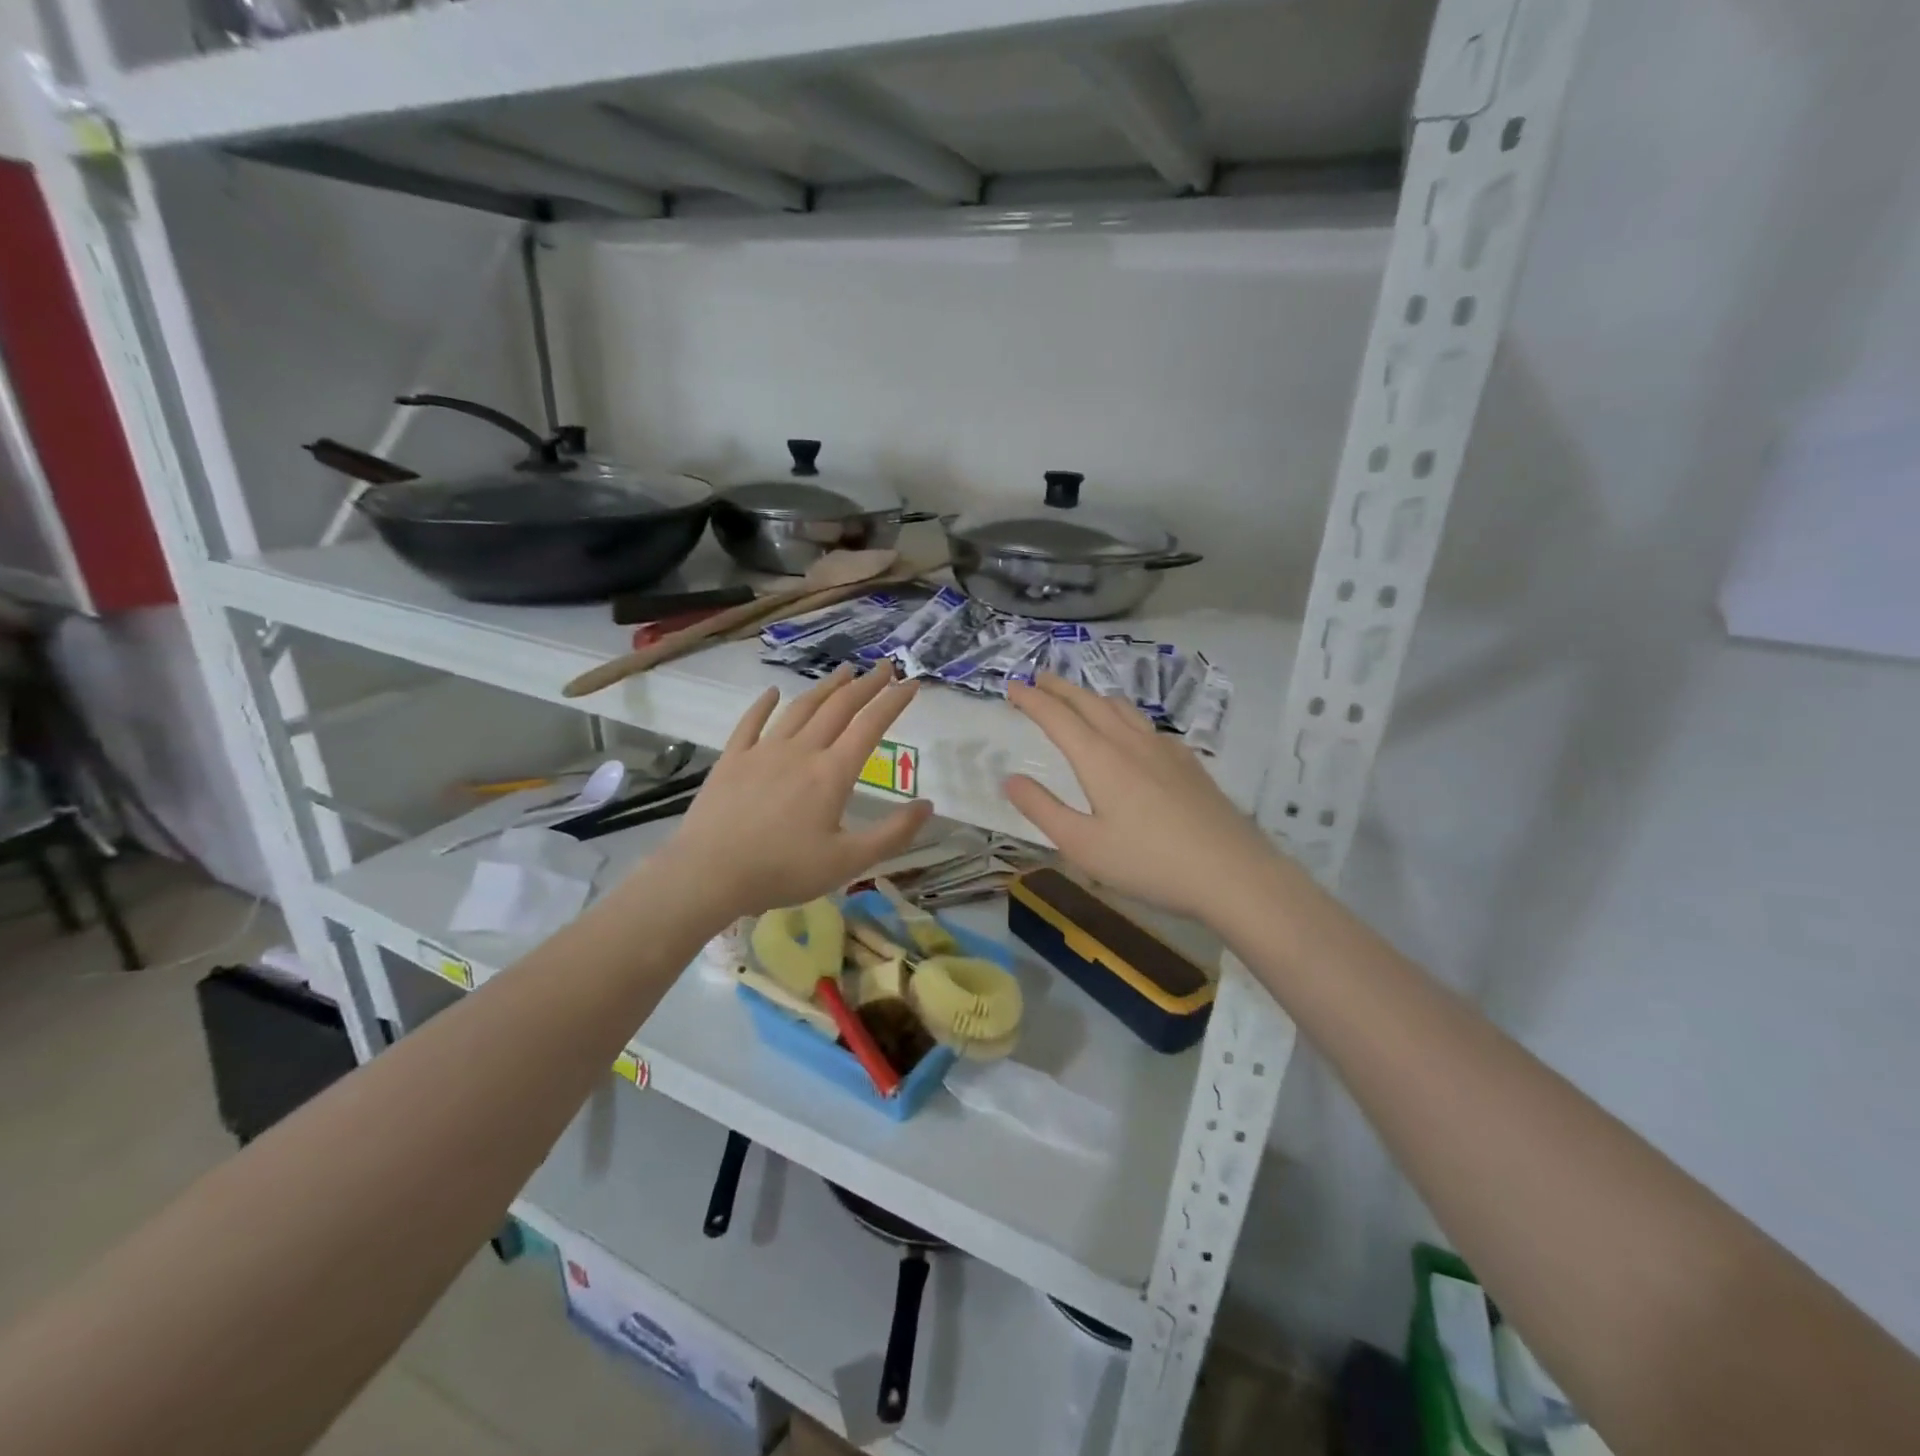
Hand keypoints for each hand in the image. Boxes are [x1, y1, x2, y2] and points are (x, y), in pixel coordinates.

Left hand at [669, 663, 933, 919]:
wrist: (710, 873)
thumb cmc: (783, 871)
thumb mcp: (849, 862)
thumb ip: (893, 834)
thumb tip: (928, 806)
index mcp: (832, 773)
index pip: (870, 726)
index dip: (893, 702)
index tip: (911, 683)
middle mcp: (802, 751)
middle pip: (838, 708)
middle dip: (865, 685)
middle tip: (884, 667)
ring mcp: (764, 751)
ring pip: (800, 708)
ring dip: (825, 687)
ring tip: (843, 671)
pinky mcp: (733, 759)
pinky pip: (751, 722)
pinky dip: (764, 704)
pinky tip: (772, 692)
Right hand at [1004, 675, 1278, 924]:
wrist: (1232, 872)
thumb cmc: (1148, 862)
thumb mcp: (1083, 845)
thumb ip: (1043, 809)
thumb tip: (1010, 778)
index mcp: (1099, 758)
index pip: (1057, 716)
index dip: (1031, 699)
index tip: (1011, 686)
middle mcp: (1130, 742)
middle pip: (1090, 703)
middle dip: (1060, 688)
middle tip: (1039, 678)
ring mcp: (1164, 749)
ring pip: (1122, 708)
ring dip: (1093, 697)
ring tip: (1080, 698)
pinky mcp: (1188, 763)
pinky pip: (1147, 725)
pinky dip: (1124, 717)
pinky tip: (1131, 734)